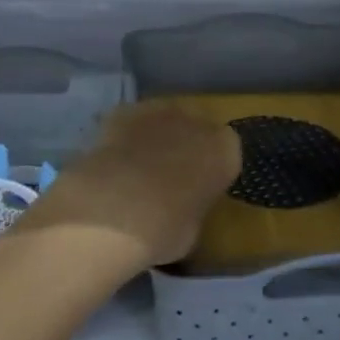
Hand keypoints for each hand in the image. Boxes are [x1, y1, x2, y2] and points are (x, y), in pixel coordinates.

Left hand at [20, 101, 240, 274]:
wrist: (114, 208)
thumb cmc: (164, 229)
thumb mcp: (192, 230)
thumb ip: (193, 206)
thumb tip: (181, 204)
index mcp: (225, 151)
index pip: (226, 153)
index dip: (211, 169)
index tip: (199, 187)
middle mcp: (197, 121)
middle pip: (196, 128)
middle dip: (185, 145)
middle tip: (169, 176)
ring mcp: (159, 109)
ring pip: (164, 119)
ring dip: (156, 136)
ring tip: (137, 167)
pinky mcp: (125, 110)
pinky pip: (132, 121)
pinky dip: (126, 135)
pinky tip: (113, 160)